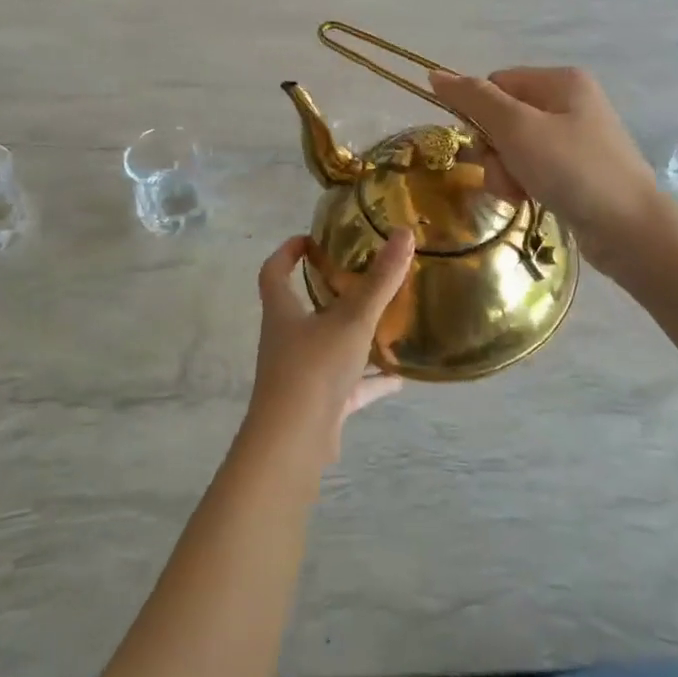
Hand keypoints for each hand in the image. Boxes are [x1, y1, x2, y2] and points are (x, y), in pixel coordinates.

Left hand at [245, 229, 414, 462]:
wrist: (293, 443)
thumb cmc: (314, 368)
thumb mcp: (352, 320)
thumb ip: (380, 280)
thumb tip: (404, 233)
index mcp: (283, 313)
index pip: (274, 273)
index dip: (286, 253)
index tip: (309, 240)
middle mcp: (286, 341)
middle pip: (302, 309)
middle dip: (328, 293)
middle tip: (359, 277)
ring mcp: (301, 375)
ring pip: (328, 347)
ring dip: (353, 337)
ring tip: (386, 324)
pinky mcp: (319, 405)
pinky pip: (348, 385)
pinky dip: (370, 380)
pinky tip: (399, 377)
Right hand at [430, 66, 660, 271]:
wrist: (629, 229)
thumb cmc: (572, 170)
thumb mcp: (517, 129)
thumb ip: (474, 99)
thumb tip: (435, 74)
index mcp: (560, 81)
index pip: (496, 84)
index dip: (480, 115)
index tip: (483, 145)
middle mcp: (570, 102)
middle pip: (503, 117)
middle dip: (494, 150)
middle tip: (506, 174)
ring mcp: (575, 138)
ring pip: (514, 147)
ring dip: (505, 171)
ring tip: (519, 193)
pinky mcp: (577, 170)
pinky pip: (532, 168)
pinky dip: (523, 183)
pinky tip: (530, 200)